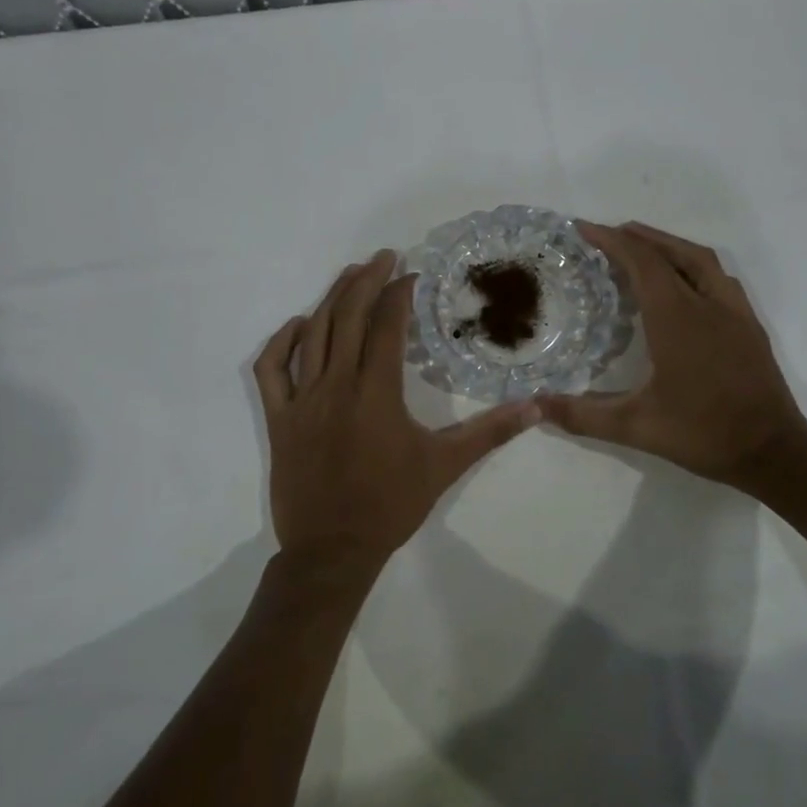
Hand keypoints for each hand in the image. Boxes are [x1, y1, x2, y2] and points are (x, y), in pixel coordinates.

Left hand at [255, 250, 538, 568]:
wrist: (332, 550)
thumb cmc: (390, 505)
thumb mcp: (445, 466)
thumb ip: (490, 432)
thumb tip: (535, 408)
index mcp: (376, 393)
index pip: (387, 326)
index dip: (400, 294)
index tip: (413, 275)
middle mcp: (336, 385)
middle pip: (348, 317)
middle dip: (366, 280)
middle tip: (384, 256)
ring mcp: (301, 400)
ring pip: (313, 334)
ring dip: (332, 298)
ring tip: (351, 274)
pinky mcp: (279, 418)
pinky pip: (271, 369)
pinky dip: (282, 341)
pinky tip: (299, 325)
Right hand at [540, 222, 806, 493]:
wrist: (774, 452)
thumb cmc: (703, 434)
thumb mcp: (635, 427)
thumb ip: (582, 415)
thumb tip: (535, 407)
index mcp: (677, 318)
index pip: (642, 262)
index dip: (611, 241)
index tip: (583, 229)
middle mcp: (707, 304)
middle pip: (670, 253)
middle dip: (636, 237)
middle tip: (606, 235)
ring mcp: (734, 312)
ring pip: (700, 259)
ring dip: (667, 245)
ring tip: (641, 248)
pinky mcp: (750, 325)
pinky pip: (718, 277)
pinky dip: (692, 264)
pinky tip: (683, 282)